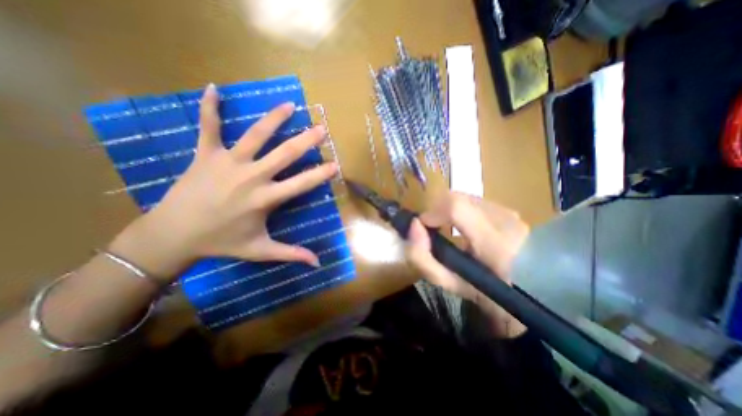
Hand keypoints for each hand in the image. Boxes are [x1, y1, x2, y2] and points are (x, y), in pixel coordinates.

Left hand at [108, 84, 338, 282]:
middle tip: (321, 128)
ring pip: (255, 135)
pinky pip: (208, 127)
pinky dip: (210, 107)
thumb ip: (291, 253)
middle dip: (306, 141)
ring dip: (274, 118)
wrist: (173, 235)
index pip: (302, 183)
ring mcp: (228, 162)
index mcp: (265, 198)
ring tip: (289, 105)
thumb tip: (318, 263)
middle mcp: (252, 176)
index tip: (336, 164)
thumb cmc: (222, 242)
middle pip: (285, 154)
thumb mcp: (260, 250)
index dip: (321, 174)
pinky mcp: (205, 154)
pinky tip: (213, 89)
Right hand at [409, 191, 529, 337]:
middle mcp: (506, 218)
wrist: (534, 294)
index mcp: (496, 244)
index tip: (422, 226)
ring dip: (448, 211)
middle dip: (437, 211)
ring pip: (464, 198)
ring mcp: (510, 212)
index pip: (456, 207)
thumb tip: (414, 226)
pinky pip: (474, 202)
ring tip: (449, 229)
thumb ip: (424, 258)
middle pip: (457, 198)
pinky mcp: (510, 210)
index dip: (432, 212)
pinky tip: (465, 228)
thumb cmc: (488, 295)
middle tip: (434, 230)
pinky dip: (461, 211)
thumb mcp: (451, 283)